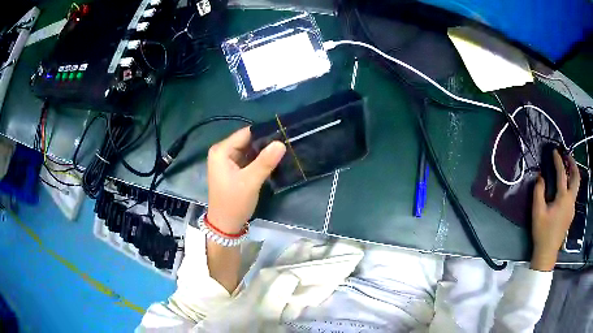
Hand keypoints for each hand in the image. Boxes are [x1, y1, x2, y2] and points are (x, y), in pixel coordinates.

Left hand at [207, 127, 285, 233]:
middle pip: (247, 141)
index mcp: (221, 151)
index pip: (245, 133)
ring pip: (249, 150)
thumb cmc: (234, 203)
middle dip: (265, 142)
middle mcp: (223, 152)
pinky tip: (274, 160)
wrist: (226, 225)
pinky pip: (249, 159)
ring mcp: (228, 161)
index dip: (264, 133)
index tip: (284, 133)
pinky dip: (260, 160)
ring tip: (284, 150)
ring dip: (264, 151)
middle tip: (287, 143)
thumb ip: (265, 162)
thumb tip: (281, 143)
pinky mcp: (234, 170)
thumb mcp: (250, 182)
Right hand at [531, 150, 579, 270]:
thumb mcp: (537, 212)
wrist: (547, 253)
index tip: (555, 151)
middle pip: (576, 178)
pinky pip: (573, 195)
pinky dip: (571, 185)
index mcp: (563, 199)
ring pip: (576, 186)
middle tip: (568, 156)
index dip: (558, 161)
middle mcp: (570, 201)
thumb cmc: (542, 232)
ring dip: (573, 174)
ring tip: (568, 168)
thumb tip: (540, 177)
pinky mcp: (570, 214)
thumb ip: (539, 192)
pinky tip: (566, 187)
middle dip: (573, 164)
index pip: (562, 174)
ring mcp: (572, 208)